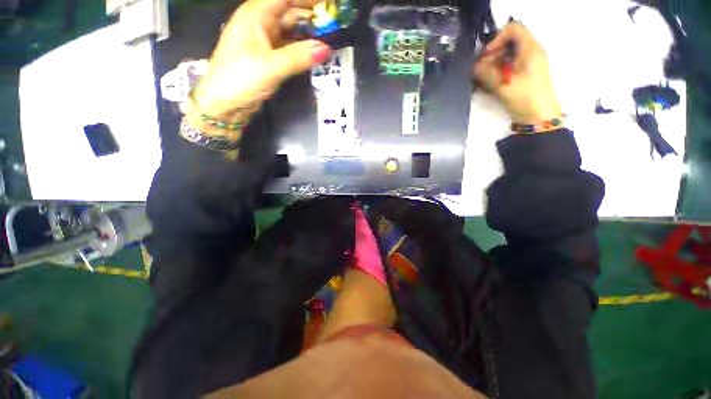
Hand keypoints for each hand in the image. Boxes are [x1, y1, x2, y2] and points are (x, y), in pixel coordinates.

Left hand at [191, 0, 331, 121]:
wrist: (224, 102)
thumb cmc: (241, 79)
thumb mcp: (271, 67)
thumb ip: (299, 57)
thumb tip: (326, 49)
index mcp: (256, 14)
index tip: (329, 4)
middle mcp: (260, 22)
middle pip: (290, 10)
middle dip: (311, 14)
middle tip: (334, 22)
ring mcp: (264, 39)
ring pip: (290, 28)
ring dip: (308, 31)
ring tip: (329, 35)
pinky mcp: (268, 55)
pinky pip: (289, 45)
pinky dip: (302, 46)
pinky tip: (314, 50)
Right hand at [473, 23, 561, 124]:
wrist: (539, 117)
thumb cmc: (525, 98)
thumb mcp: (503, 85)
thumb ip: (486, 74)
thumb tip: (473, 67)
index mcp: (530, 49)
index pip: (513, 29)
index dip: (497, 39)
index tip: (485, 56)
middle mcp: (530, 52)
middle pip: (508, 43)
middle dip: (492, 55)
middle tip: (480, 71)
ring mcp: (528, 64)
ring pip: (507, 56)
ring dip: (492, 65)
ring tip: (482, 80)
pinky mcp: (524, 75)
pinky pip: (509, 66)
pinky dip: (498, 72)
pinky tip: (489, 84)